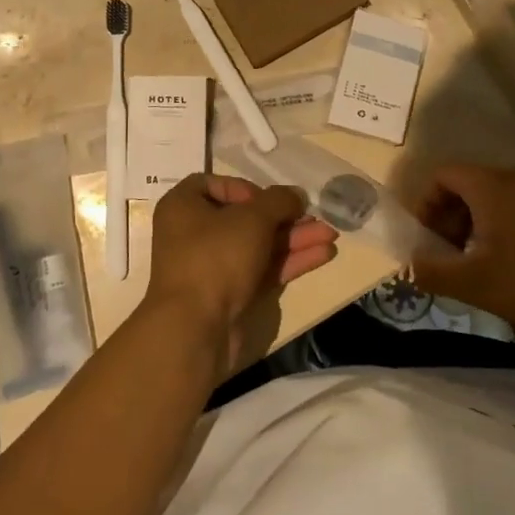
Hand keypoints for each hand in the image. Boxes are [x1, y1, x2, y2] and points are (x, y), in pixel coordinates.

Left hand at [144, 174, 337, 373]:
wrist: (195, 329)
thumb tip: (296, 195)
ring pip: (258, 245)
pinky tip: (323, 254)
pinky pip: (262, 269)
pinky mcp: (230, 295)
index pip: (213, 185)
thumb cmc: (216, 257)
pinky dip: (289, 261)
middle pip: (244, 217)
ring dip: (294, 239)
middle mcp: (194, 234)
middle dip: (284, 218)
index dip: (243, 187)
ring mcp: (212, 267)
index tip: (266, 199)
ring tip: (331, 236)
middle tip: (315, 218)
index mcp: (183, 207)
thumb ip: (279, 201)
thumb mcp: (252, 218)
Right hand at [410, 164, 514, 344]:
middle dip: (447, 219)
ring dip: (473, 227)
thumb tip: (407, 265)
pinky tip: (511, 267)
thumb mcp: (475, 283)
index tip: (423, 240)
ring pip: (493, 200)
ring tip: (476, 266)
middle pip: (466, 186)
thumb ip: (432, 272)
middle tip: (446, 257)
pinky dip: (501, 229)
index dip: (424, 205)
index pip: (441, 176)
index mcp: (490, 185)